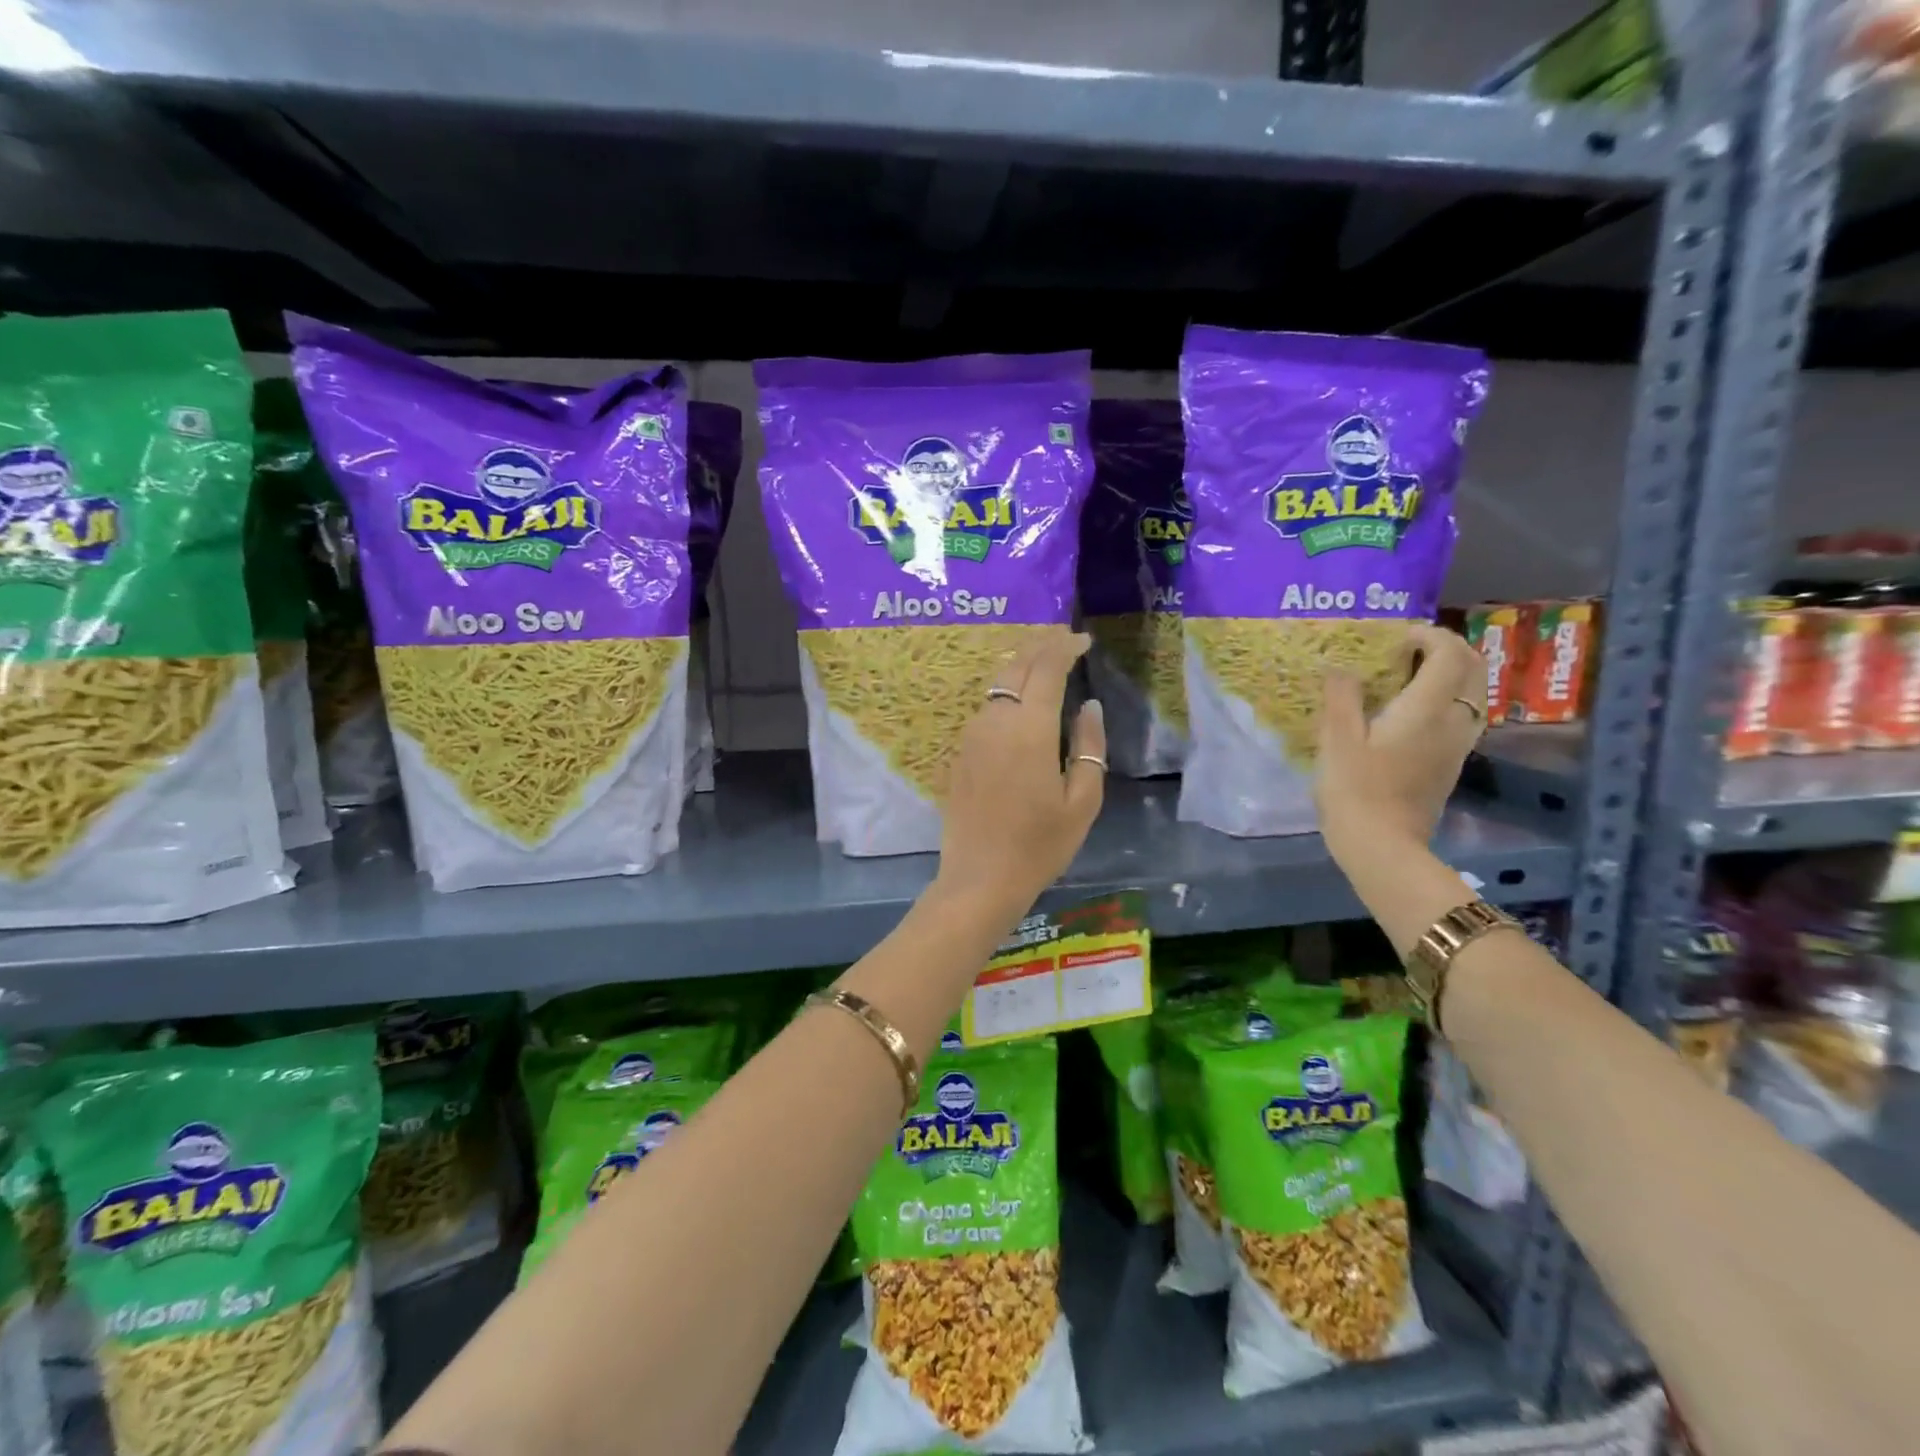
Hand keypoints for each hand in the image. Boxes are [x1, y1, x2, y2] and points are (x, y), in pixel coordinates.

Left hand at [935, 629, 1105, 920]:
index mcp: (1029, 730)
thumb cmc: (1039, 845)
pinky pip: (985, 707)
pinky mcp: (960, 752)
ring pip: (996, 684)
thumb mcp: (1082, 801)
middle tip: (1064, 639)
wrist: (980, 879)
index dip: (1065, 647)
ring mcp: (971, 736)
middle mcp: (994, 722)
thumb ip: (1089, 746)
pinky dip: (1006, 691)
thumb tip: (1088, 706)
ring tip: (1045, 663)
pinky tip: (1020, 701)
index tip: (1083, 640)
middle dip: (1040, 645)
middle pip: (1015, 666)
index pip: (1045, 668)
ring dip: (1021, 666)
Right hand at [1315, 623, 1486, 865]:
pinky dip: (1446, 699)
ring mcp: (1457, 746)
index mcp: (1427, 709)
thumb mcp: (1337, 741)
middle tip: (1409, 649)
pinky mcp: (1450, 765)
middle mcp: (1453, 722)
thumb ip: (1342, 697)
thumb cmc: (1355, 791)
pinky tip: (1412, 710)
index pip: (1448, 654)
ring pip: (1473, 693)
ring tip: (1410, 675)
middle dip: (1448, 648)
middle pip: (1474, 669)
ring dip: (1451, 674)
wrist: (1383, 848)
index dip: (1428, 635)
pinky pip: (1462, 716)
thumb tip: (1342, 668)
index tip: (1396, 637)